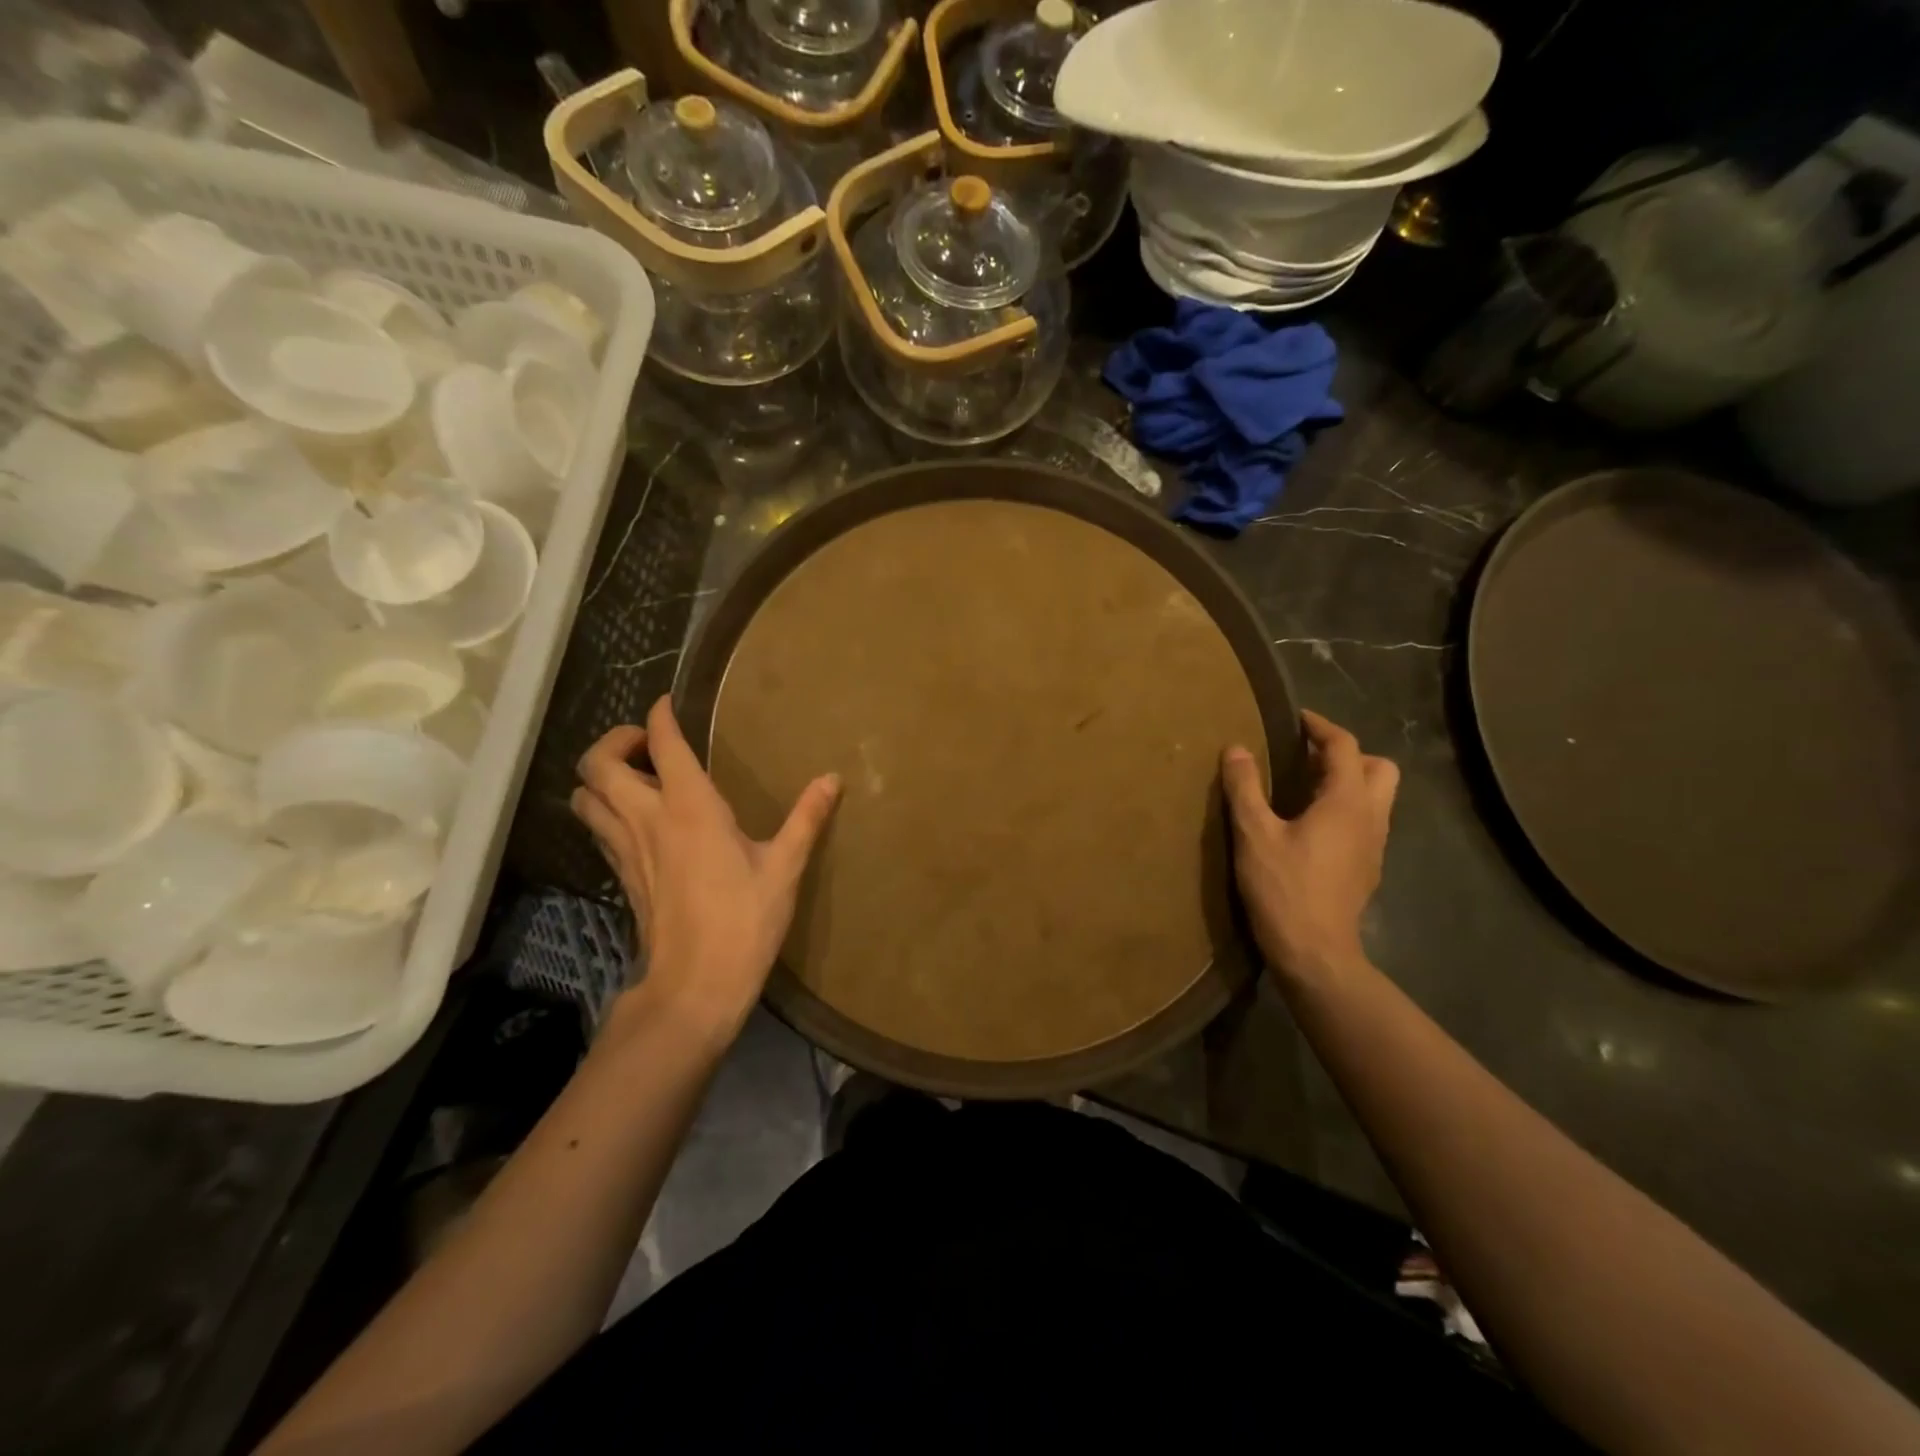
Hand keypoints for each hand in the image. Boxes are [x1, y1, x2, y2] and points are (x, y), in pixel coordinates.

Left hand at [572, 697, 840, 1040]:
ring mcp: (626, 849)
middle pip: (597, 764)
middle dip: (614, 740)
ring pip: (584, 797)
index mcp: (689, 807)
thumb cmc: (744, 922)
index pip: (662, 742)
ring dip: (601, 777)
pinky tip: (639, 821)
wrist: (694, 987)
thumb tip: (832, 779)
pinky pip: (598, 828)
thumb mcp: (784, 868)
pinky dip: (606, 810)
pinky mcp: (620, 876)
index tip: (669, 702)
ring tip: (637, 778)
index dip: (659, 714)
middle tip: (647, 744)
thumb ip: (807, 818)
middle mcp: (646, 818)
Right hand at [1221, 710, 1399, 985]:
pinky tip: (1311, 826)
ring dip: (1349, 782)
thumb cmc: (1284, 888)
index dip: (1321, 726)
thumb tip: (1237, 748)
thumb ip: (1245, 787)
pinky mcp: (1368, 868)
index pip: (1345, 746)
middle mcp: (1371, 818)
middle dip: (1348, 754)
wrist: (1315, 952)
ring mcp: (1375, 846)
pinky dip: (1346, 809)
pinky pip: (1366, 822)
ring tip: (1305, 787)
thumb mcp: (1254, 834)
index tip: (1296, 718)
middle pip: (1379, 768)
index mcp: (1346, 802)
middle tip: (1308, 757)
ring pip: (1377, 797)